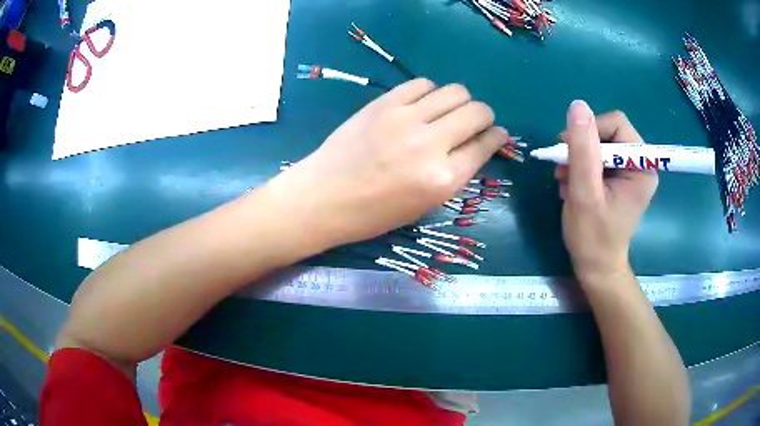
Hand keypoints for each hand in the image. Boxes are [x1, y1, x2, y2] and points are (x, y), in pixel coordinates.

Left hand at [272, 79, 507, 247]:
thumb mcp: (424, 205)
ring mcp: (406, 119)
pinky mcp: (384, 103)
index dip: (496, 137)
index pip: (485, 145)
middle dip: (484, 116)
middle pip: (477, 112)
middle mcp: (431, 144)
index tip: (496, 134)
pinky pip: (422, 84)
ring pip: (454, 91)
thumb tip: (476, 145)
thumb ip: (454, 174)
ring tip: (447, 112)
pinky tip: (422, 103)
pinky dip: (430, 92)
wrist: (324, 197)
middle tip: (475, 122)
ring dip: (460, 101)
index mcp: (443, 180)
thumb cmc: (374, 213)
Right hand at [556, 101, 657, 285]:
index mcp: (641, 167)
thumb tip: (578, 105)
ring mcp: (629, 171)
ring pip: (598, 143)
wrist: (595, 267)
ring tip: (564, 180)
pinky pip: (597, 157)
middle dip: (582, 147)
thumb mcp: (585, 192)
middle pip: (607, 132)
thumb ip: (583, 149)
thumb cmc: (593, 236)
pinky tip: (571, 184)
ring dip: (577, 158)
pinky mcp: (618, 178)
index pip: (616, 124)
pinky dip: (580, 167)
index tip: (569, 152)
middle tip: (563, 168)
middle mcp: (639, 164)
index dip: (590, 131)